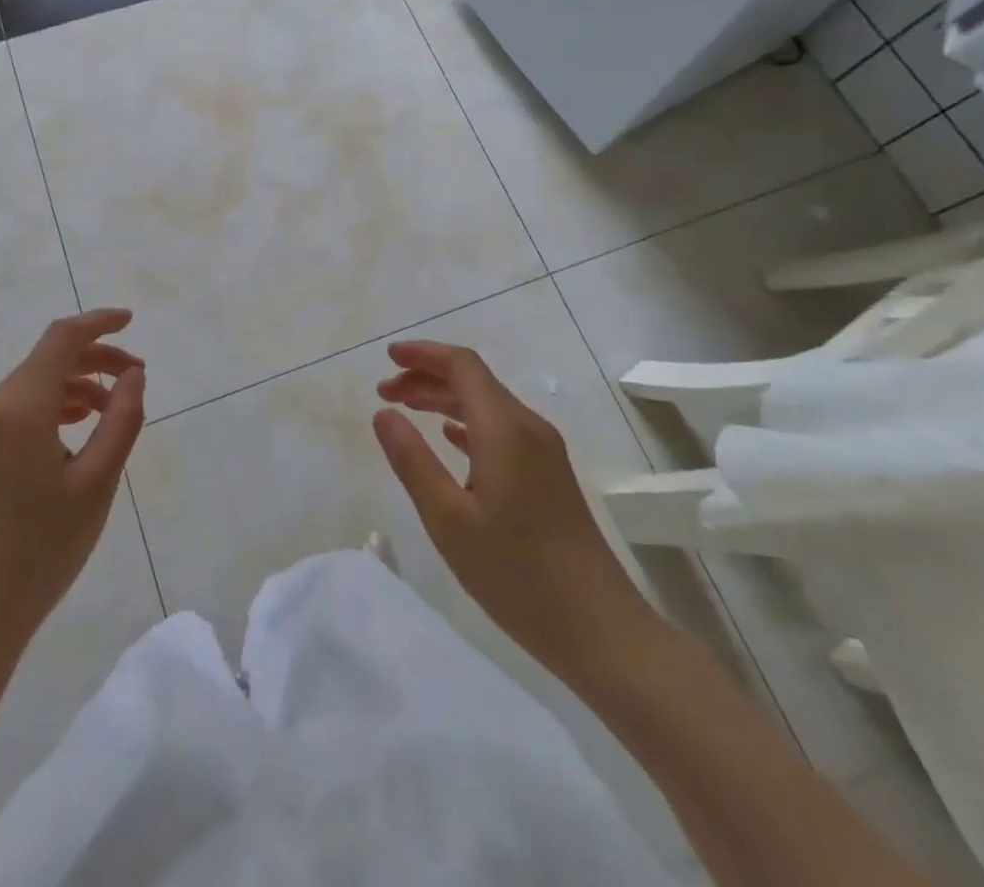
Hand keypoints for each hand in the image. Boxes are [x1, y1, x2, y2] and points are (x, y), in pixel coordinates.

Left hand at [0, 310, 145, 676]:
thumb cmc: (40, 552)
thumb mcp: (96, 484)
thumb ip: (120, 419)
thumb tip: (132, 375)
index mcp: (19, 408)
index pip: (62, 339)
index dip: (99, 323)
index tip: (131, 321)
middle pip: (47, 360)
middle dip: (94, 359)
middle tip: (135, 377)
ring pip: (32, 385)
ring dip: (74, 385)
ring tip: (110, 409)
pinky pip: (15, 409)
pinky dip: (50, 406)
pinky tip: (74, 431)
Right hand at [373, 340, 655, 688]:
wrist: (600, 630)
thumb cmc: (516, 574)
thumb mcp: (448, 519)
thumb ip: (412, 460)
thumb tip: (383, 414)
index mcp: (504, 428)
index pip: (462, 365)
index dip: (423, 354)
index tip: (387, 358)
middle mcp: (527, 427)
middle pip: (474, 381)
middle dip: (427, 377)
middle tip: (385, 393)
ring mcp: (543, 451)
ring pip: (487, 405)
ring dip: (444, 399)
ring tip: (406, 411)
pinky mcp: (549, 475)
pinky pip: (501, 429)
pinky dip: (467, 423)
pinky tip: (448, 439)